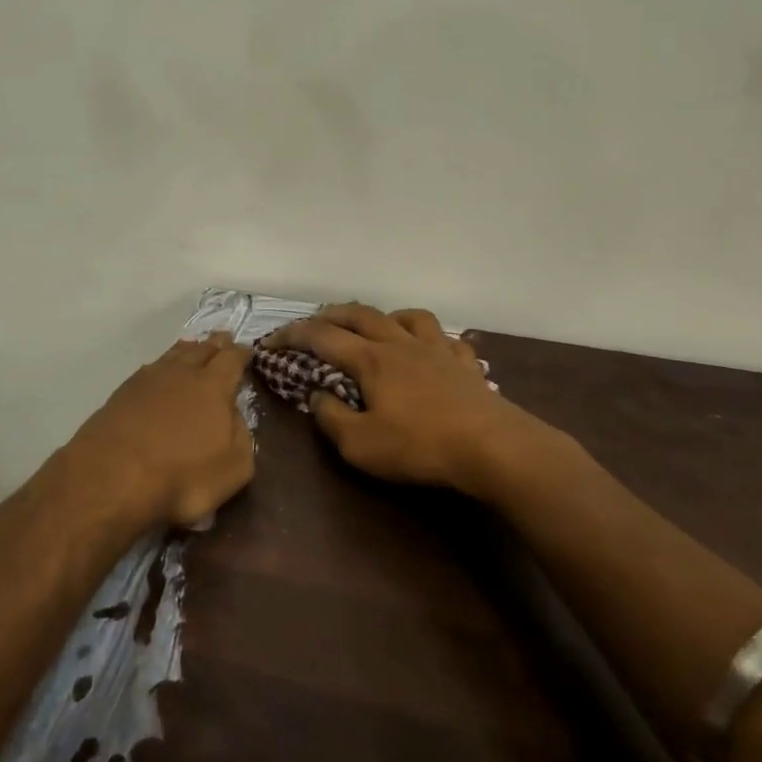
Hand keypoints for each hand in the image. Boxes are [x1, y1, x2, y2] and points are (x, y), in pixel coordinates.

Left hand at [65, 333, 255, 530]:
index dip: (241, 352)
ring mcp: (148, 379)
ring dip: (187, 349)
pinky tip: (158, 372)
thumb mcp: (234, 466)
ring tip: (193, 346)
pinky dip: (161, 367)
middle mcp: (182, 372)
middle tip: (223, 338)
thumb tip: (233, 416)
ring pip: (173, 355)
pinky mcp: (122, 393)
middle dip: (215, 344)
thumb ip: (241, 435)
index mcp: (213, 385)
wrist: (112, 476)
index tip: (247, 349)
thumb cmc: (182, 475)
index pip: (232, 358)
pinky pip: (150, 369)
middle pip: (202, 349)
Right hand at [263, 303, 522, 494]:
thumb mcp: (360, 445)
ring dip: (384, 316)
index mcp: (370, 359)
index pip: (321, 337)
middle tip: (314, 323)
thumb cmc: (419, 446)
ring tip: (376, 328)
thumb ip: (331, 418)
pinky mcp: (465, 363)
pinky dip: (431, 338)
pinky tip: (431, 350)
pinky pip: (446, 338)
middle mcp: (400, 344)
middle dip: (331, 315)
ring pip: (407, 316)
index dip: (292, 335)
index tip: (271, 341)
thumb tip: (316, 396)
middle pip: (361, 314)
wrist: (491, 447)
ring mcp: (437, 349)